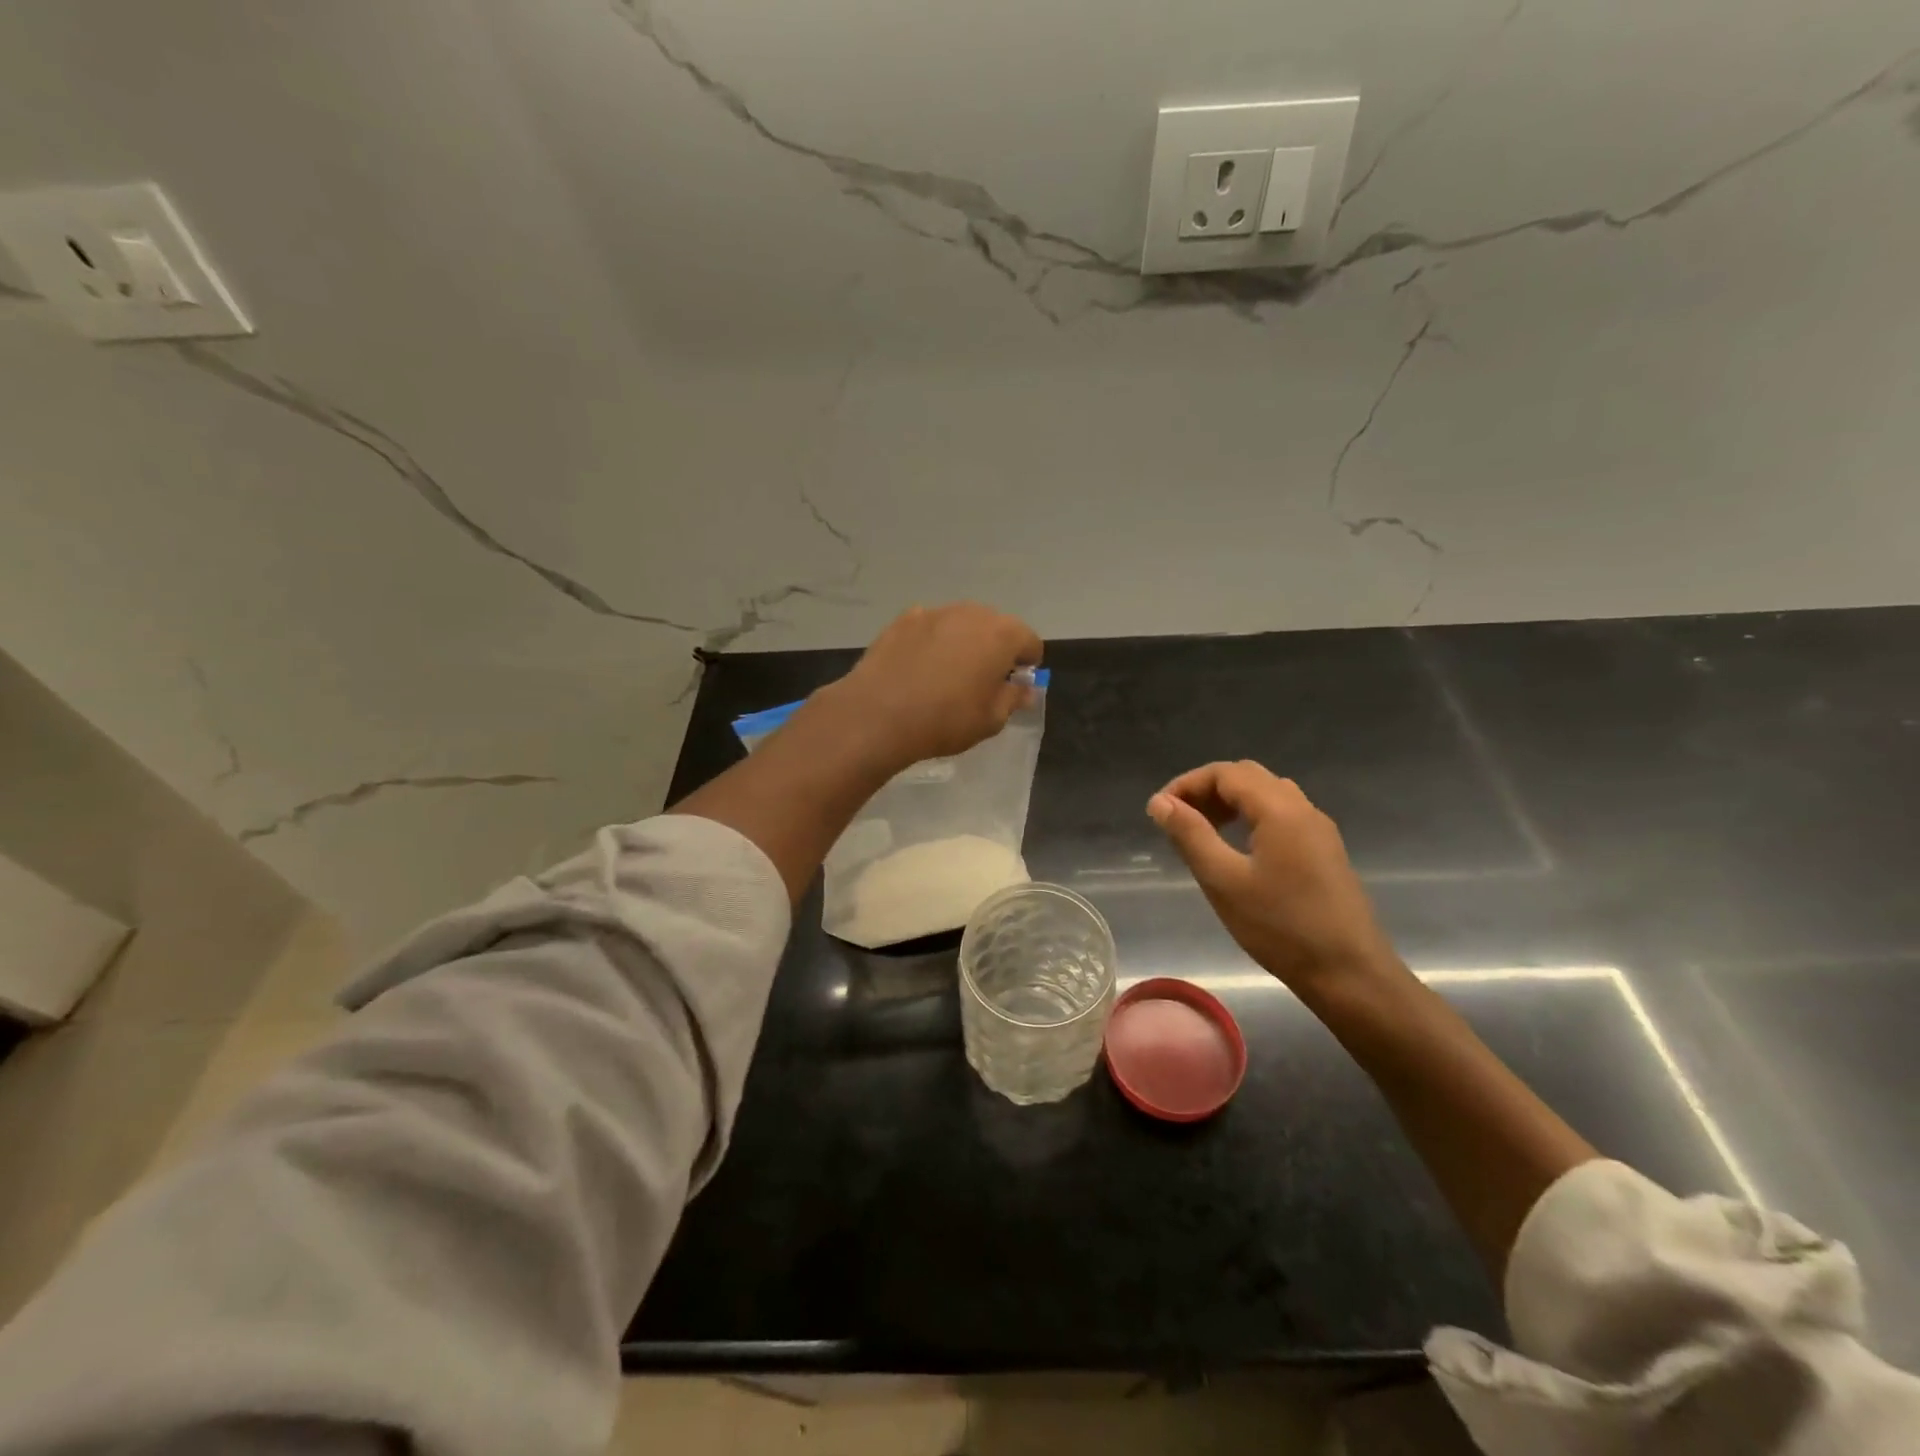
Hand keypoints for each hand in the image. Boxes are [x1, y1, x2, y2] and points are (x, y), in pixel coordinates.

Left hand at [816, 603, 1043, 770]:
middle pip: (996, 626)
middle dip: (996, 649)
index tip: (1014, 686)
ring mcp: (935, 612)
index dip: (1027, 665)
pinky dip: (932, 641)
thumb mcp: (991, 720)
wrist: (879, 714)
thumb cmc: (946, 719)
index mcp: (1002, 634)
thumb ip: (1013, 699)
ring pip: (961, 623)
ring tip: (948, 674)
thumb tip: (1025, 688)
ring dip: (963, 642)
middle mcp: (972, 613)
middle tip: (982, 681)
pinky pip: (930, 627)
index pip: (1030, 642)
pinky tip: (919, 667)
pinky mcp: (903, 620)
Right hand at [1148, 761, 1395, 991]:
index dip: (1187, 784)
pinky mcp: (1325, 851)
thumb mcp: (1223, 881)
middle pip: (1248, 777)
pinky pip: (1282, 815)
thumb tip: (1160, 803)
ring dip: (1229, 802)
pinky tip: (1237, 849)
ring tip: (1201, 832)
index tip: (1159, 812)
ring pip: (1267, 795)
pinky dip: (1250, 817)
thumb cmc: (1280, 927)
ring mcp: (1319, 830)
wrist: (1349, 974)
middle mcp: (1303, 809)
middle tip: (1177, 819)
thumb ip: (1190, 835)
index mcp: (1280, 809)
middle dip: (1207, 790)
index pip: (1225, 773)